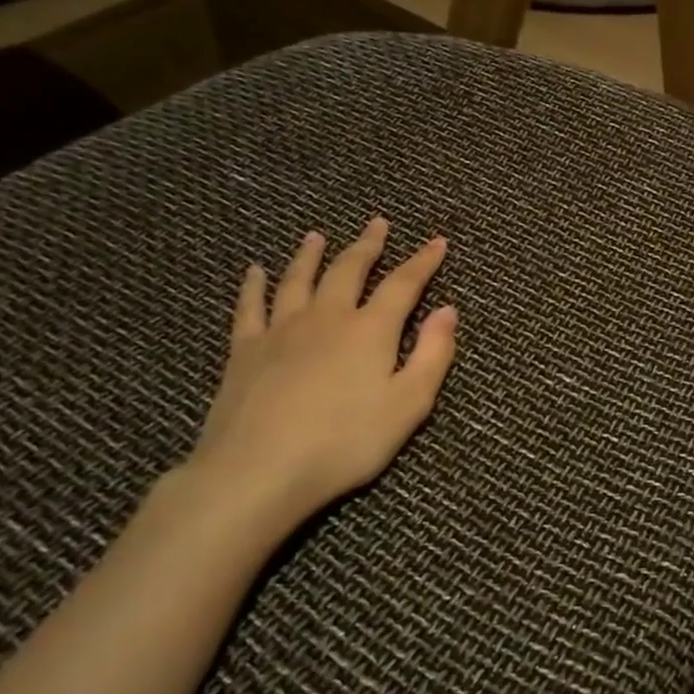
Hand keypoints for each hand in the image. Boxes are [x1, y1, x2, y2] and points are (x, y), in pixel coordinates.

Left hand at [182, 219, 457, 540]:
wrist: (259, 469)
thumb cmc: (346, 442)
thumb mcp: (409, 404)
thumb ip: (433, 355)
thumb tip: (448, 311)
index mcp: (370, 331)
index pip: (404, 285)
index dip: (423, 261)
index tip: (437, 241)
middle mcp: (327, 318)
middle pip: (349, 271)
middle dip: (367, 246)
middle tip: (377, 224)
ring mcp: (281, 331)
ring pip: (299, 280)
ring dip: (311, 255)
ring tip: (318, 235)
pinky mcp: (245, 350)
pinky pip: (250, 307)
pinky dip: (254, 285)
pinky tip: (254, 271)